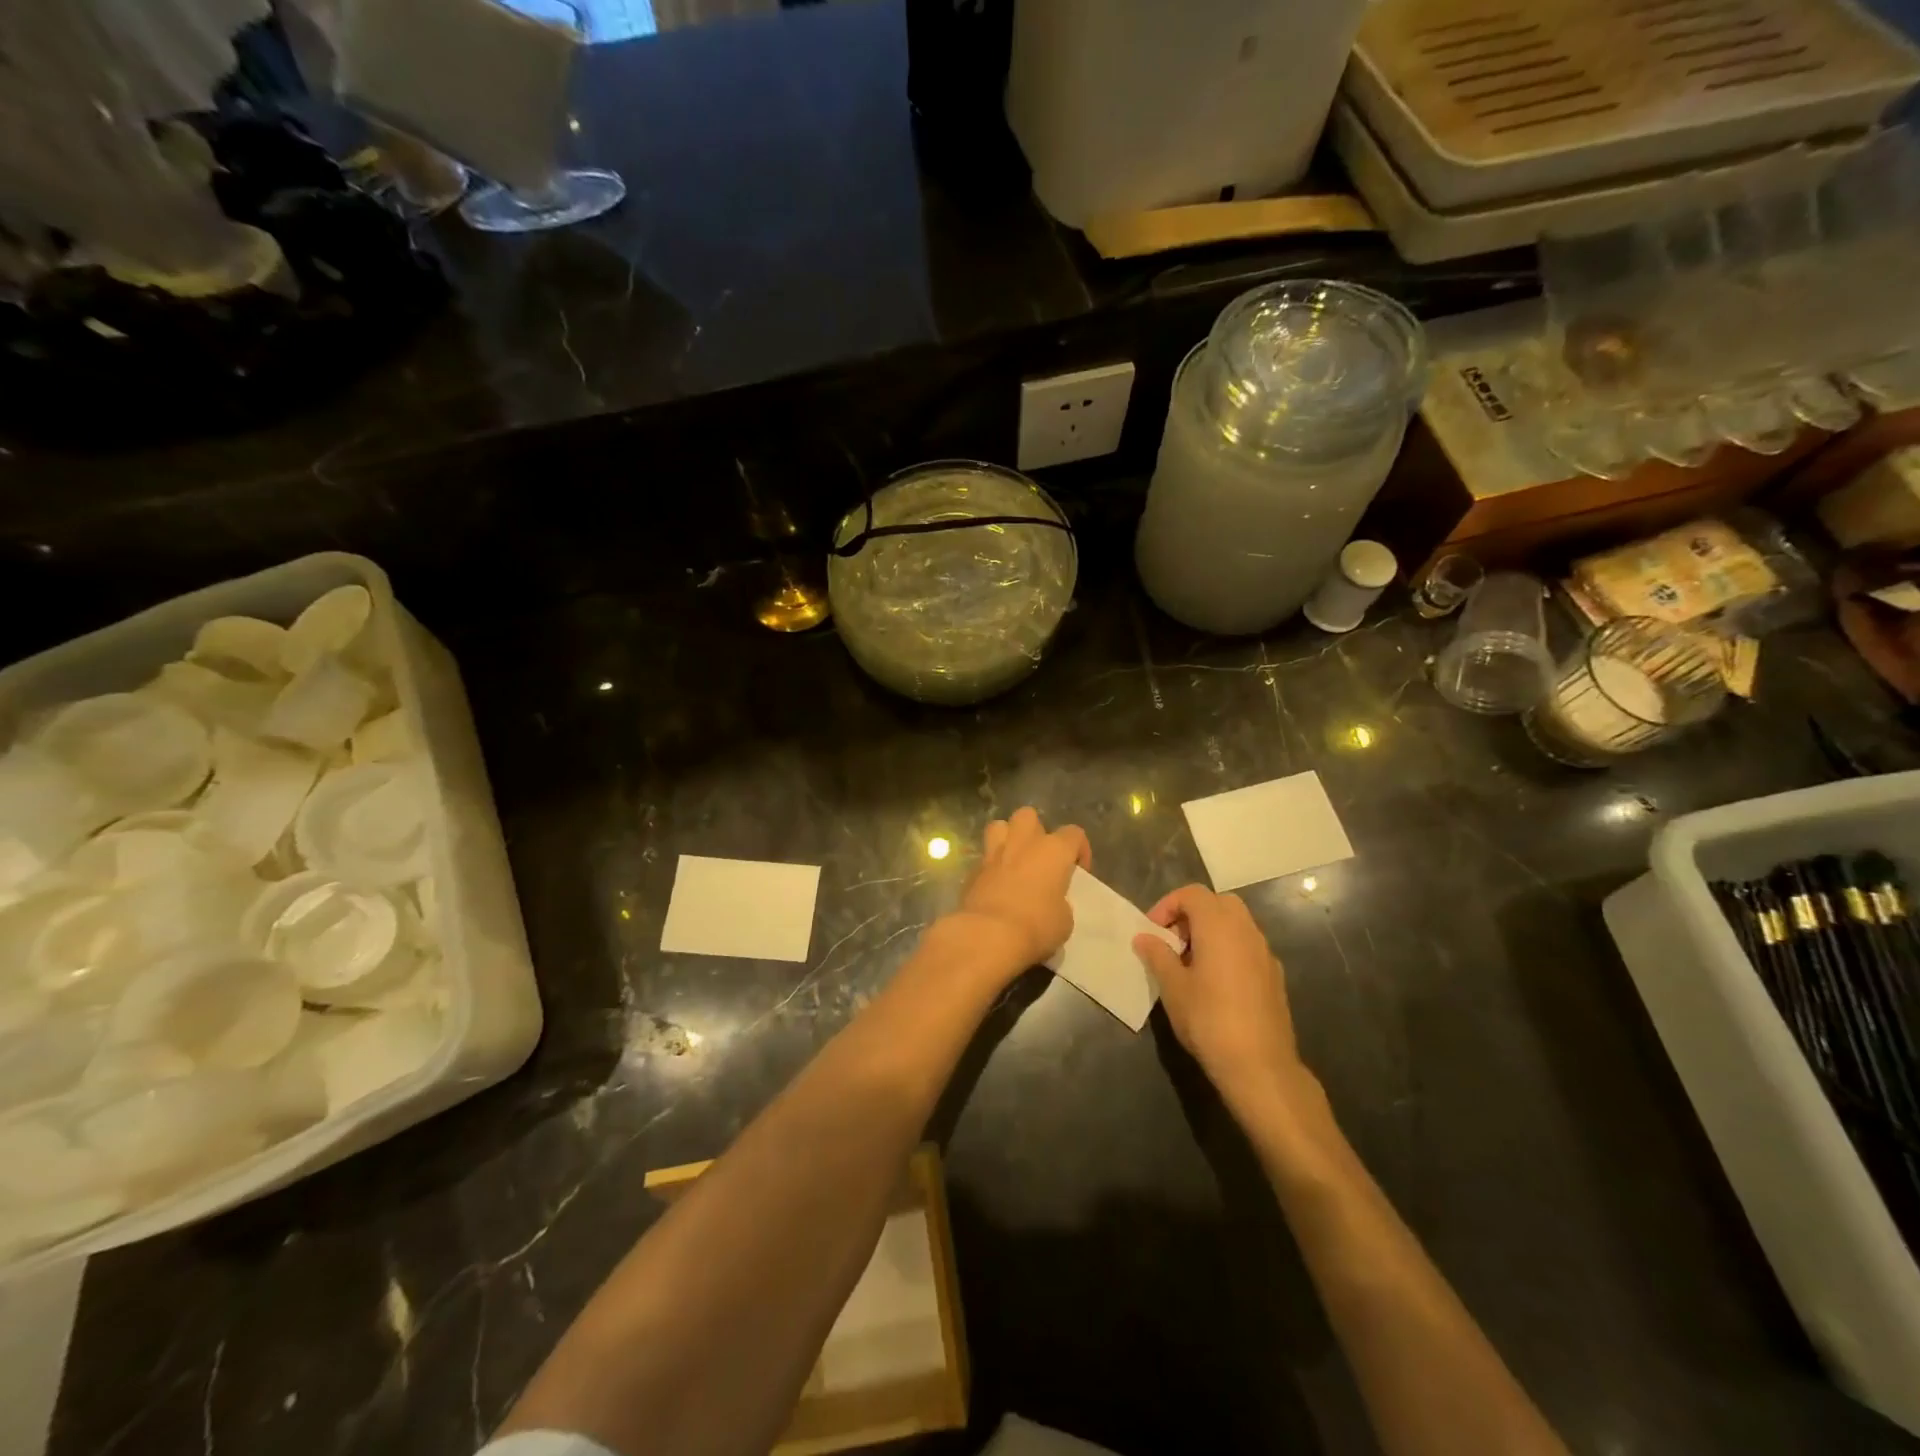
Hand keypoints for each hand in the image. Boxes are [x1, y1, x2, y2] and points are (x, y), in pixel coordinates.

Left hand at [953, 807, 1089, 978]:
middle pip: (1029, 816)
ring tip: (1014, 860)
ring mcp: (994, 853)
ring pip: (999, 826)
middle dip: (1035, 831)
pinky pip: (984, 858)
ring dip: (1007, 838)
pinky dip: (990, 867)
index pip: (1074, 833)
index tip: (1078, 872)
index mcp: (1054, 850)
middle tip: (1040, 858)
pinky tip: (995, 885)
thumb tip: (1051, 901)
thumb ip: (1060, 902)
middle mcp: (1023, 843)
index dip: (1079, 850)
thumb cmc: (1036, 926)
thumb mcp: (1064, 921)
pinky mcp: (972, 870)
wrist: (988, 935)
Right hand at [1133, 884, 1314, 1121]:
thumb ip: (1157, 955)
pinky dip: (1228, 950)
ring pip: (1236, 924)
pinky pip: (1247, 947)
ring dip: (1211, 932)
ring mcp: (1265, 953)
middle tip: (1172, 941)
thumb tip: (1144, 937)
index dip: (1168, 905)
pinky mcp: (1274, 976)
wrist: (1260, 1066)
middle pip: (1218, 903)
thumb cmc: (1209, 1020)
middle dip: (1192, 914)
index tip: (1152, 931)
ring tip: (1190, 963)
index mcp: (1219, 926)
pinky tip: (1215, 983)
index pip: (1192, 894)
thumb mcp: (1173, 987)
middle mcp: (1246, 931)